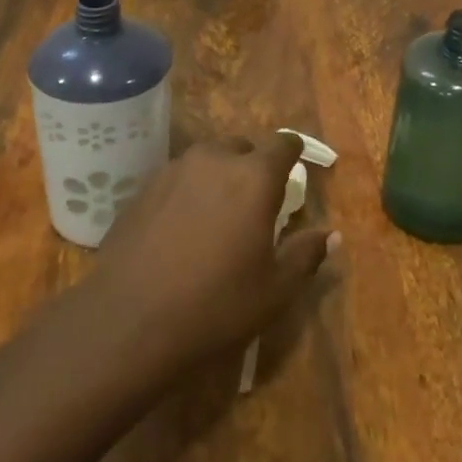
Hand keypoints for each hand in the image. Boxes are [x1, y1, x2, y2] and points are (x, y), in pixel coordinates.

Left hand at [90, 132, 339, 369]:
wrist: (129, 318)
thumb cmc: (215, 304)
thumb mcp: (274, 290)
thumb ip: (305, 254)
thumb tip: (331, 234)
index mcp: (254, 177)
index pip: (283, 144)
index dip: (293, 152)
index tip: (297, 168)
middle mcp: (214, 160)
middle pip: (242, 147)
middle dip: (254, 166)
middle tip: (257, 202)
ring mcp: (174, 169)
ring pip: (208, 160)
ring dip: (219, 177)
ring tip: (219, 215)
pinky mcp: (144, 187)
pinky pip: (179, 177)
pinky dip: (189, 191)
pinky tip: (183, 227)